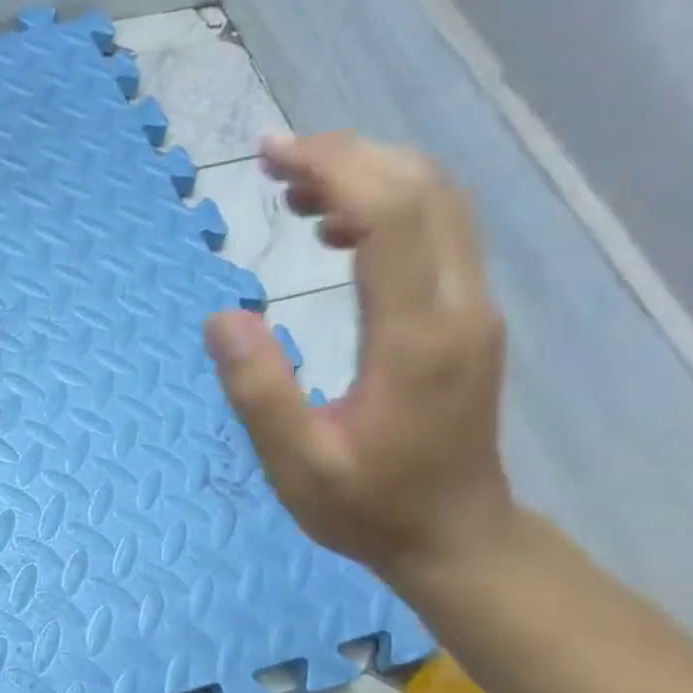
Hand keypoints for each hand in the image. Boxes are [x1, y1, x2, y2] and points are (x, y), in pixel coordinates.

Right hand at [202, 132, 514, 581]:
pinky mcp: (466, 319)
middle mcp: (458, 306)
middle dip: (349, 156)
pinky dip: (388, 209)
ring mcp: (472, 309)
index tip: (270, 155)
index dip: (333, 167)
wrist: (454, 536)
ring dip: (371, 176)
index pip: (390, 213)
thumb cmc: (368, 508)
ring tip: (297, 191)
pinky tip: (338, 232)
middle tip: (274, 161)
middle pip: (423, 189)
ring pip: (438, 204)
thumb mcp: (297, 465)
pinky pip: (437, 235)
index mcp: (416, 337)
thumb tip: (221, 318)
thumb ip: (259, 392)